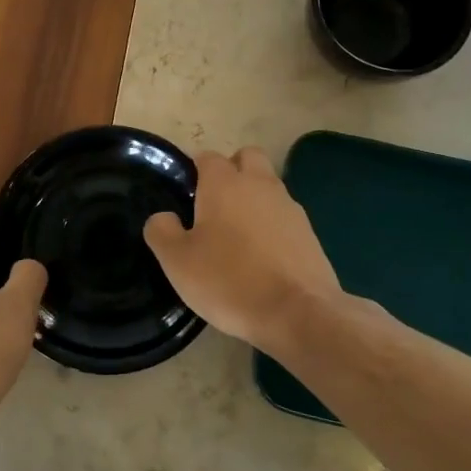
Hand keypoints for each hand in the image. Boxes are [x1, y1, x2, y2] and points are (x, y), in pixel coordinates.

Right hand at [144, 146, 340, 352]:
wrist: (298, 313)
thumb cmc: (229, 280)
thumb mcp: (177, 261)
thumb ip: (162, 231)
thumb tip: (163, 217)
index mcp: (224, 183)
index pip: (207, 156)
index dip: (194, 170)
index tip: (184, 196)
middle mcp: (259, 184)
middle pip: (247, 157)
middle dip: (231, 170)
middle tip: (213, 205)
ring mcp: (289, 207)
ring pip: (268, 186)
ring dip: (253, 198)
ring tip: (237, 236)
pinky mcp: (309, 232)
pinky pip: (284, 216)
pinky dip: (272, 226)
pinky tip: (262, 257)